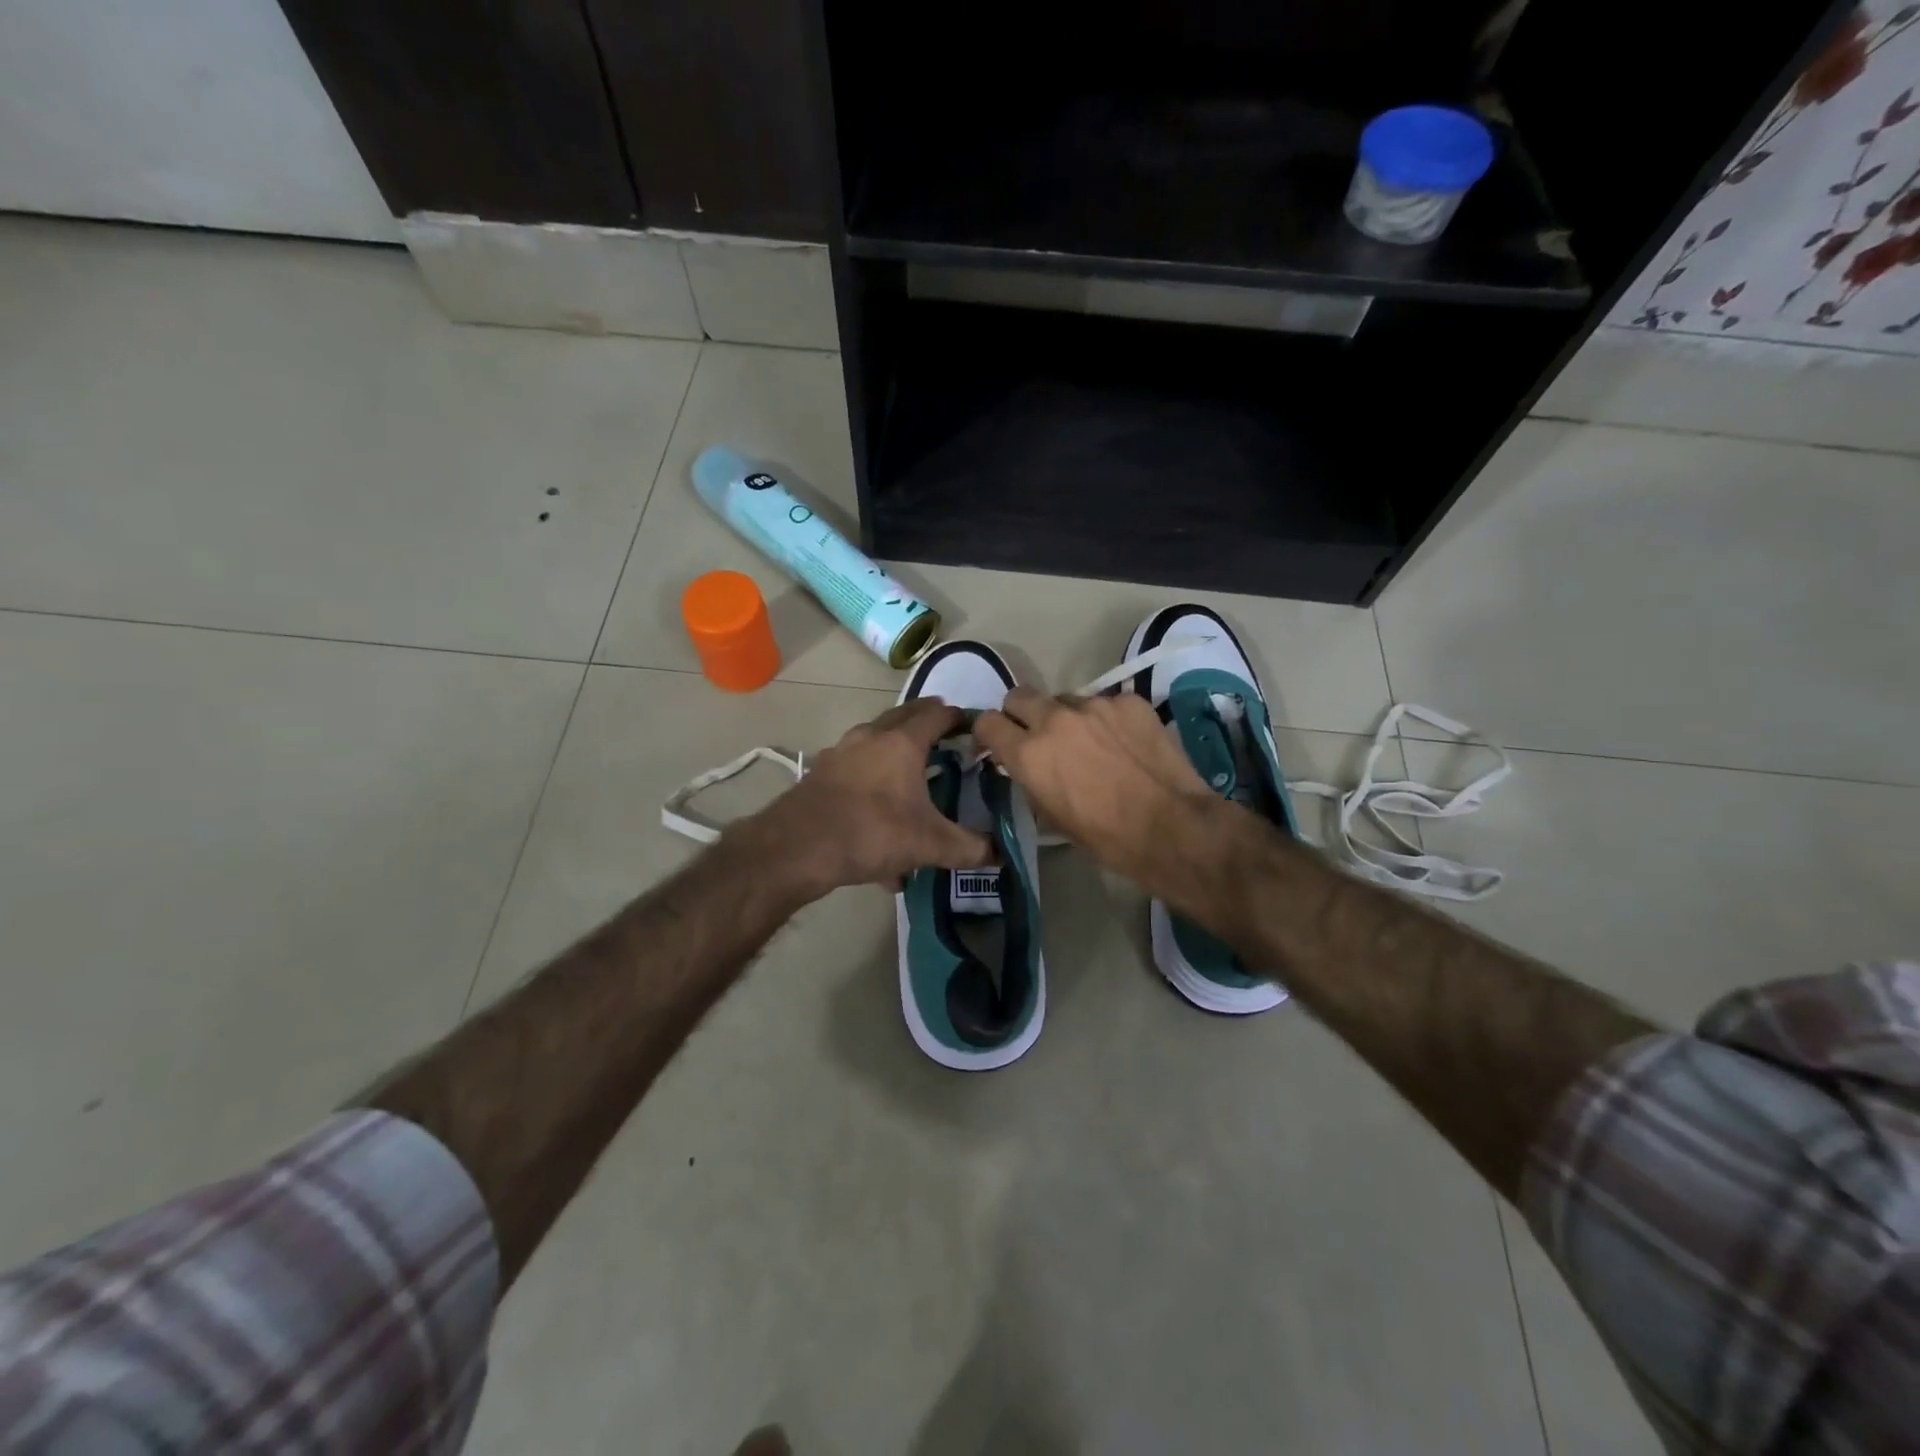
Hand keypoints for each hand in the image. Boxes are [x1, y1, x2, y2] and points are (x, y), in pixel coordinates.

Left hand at [737, 698, 993, 898]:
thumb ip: (969, 848)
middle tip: (947, 740)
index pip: (937, 714)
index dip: (959, 716)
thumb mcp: (930, 845)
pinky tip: (877, 820)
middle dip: (927, 724)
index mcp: (902, 742)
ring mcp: (841, 753)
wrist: (797, 847)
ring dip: (895, 750)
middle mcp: (871, 737)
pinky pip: (855, 769)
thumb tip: (1001, 855)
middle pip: (904, 717)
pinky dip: (871, 781)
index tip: (973, 726)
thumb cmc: (872, 832)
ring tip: (911, 776)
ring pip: (875, 741)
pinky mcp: (820, 774)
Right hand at [975, 688, 1222, 896]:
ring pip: (1065, 699)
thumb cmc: (1107, 837)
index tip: (998, 743)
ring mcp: (1094, 705)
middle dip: (1022, 714)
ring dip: (1067, 718)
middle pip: (1019, 696)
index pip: (988, 722)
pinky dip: (1106, 720)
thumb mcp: (1052, 817)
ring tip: (1091, 743)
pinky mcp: (1128, 701)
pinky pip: (1105, 703)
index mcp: (1029, 753)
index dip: (989, 733)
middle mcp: (1054, 720)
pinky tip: (1124, 744)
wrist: (1172, 827)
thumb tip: (1027, 766)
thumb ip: (1031, 780)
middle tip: (1039, 736)